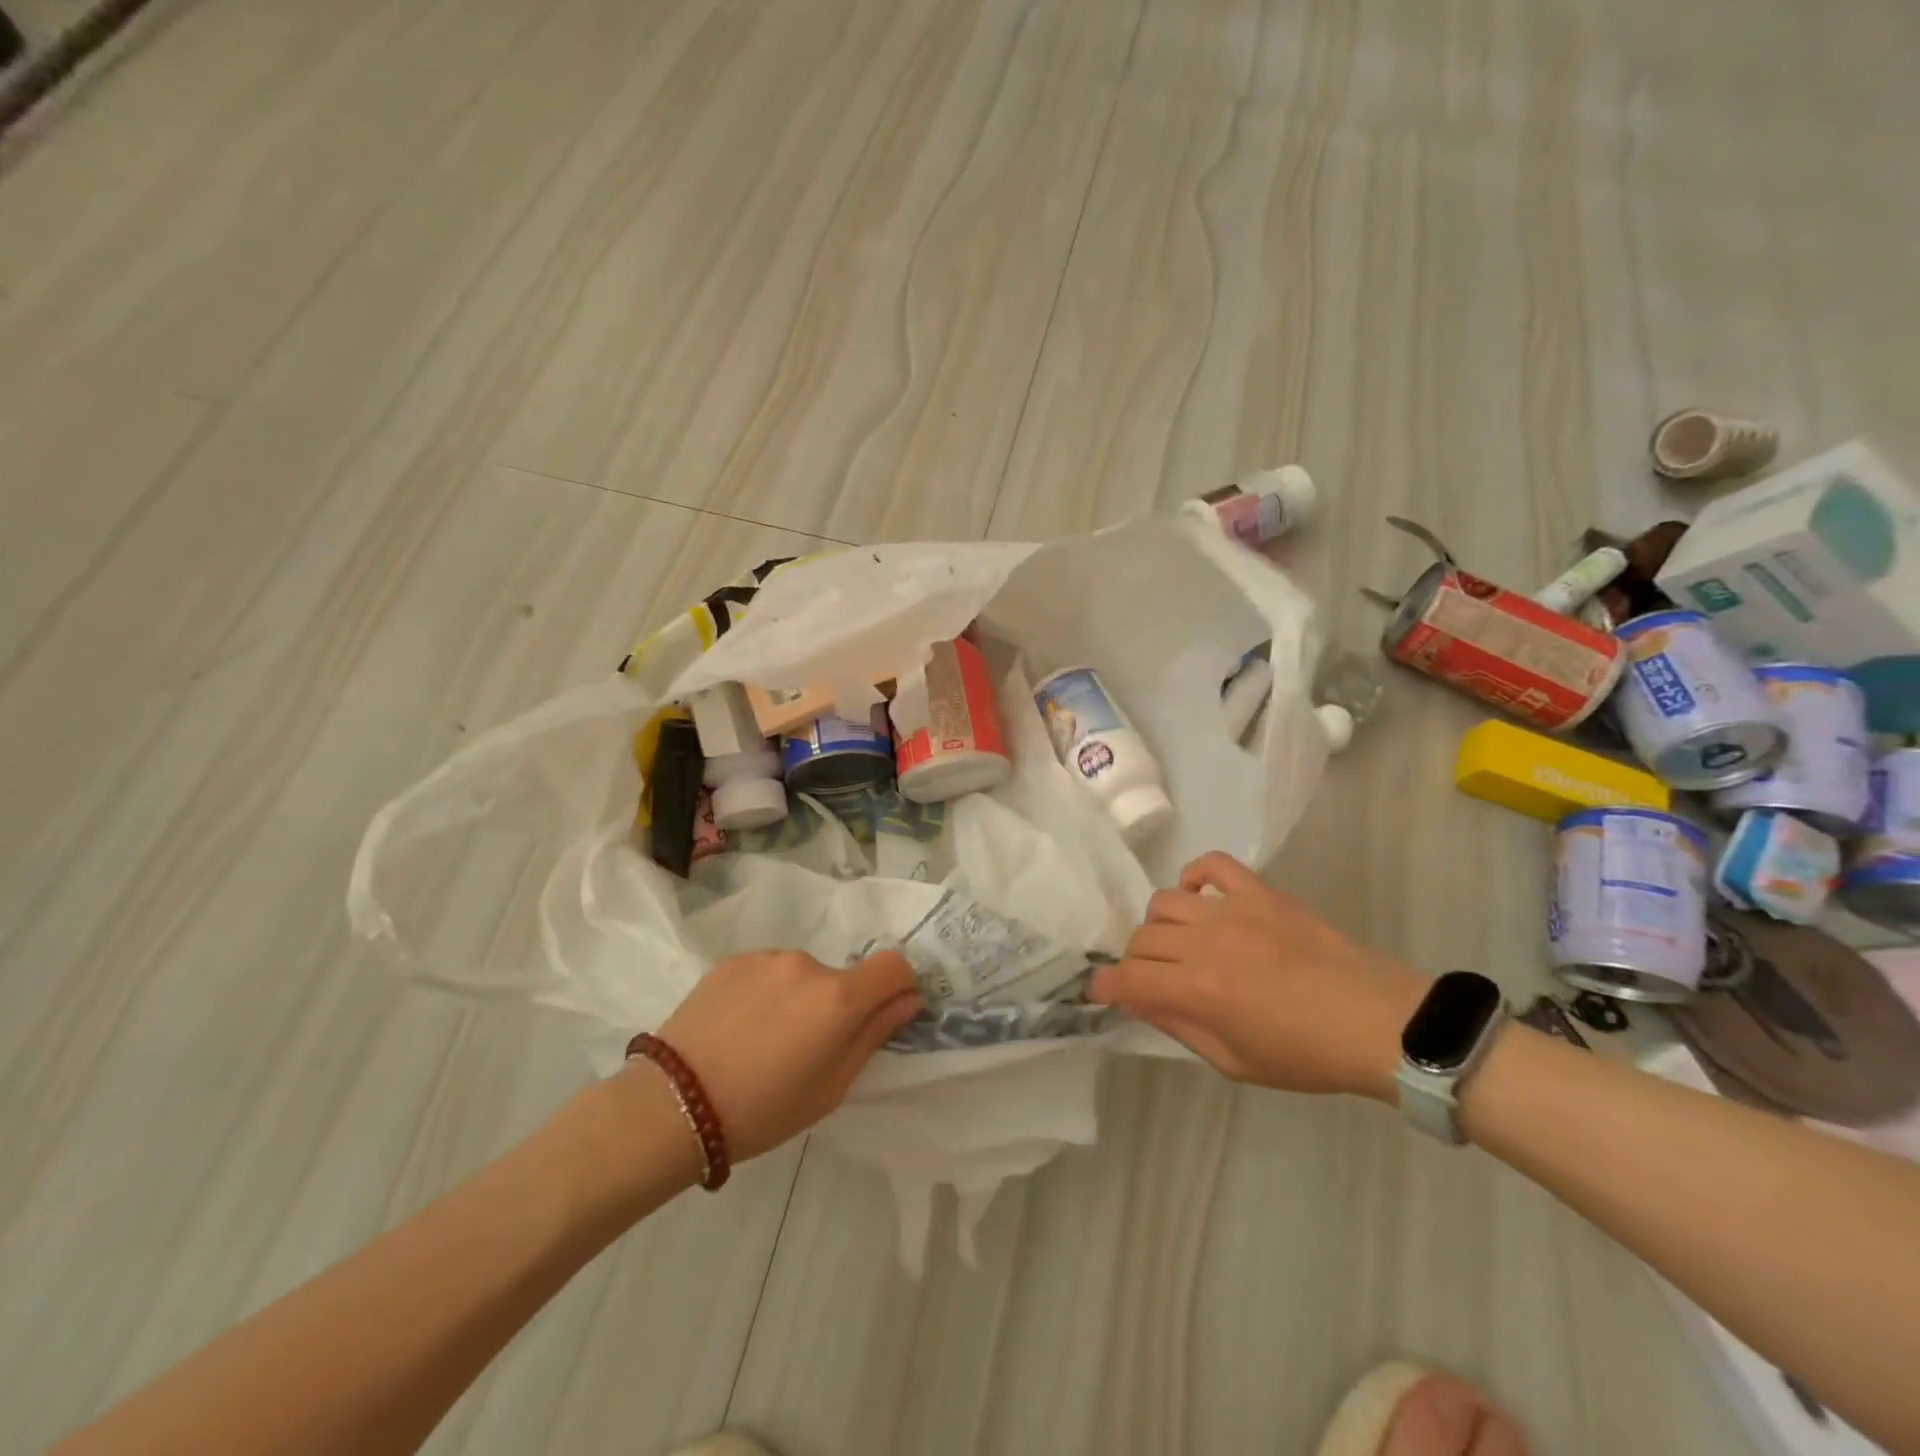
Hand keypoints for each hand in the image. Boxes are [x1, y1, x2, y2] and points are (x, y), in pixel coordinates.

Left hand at [644, 949, 920, 1161]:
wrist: (671, 1104)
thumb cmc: (762, 1109)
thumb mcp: (831, 1087)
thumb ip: (874, 1035)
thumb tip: (908, 999)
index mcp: (839, 997)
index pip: (894, 966)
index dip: (897, 987)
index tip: (881, 1014)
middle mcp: (808, 964)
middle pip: (842, 977)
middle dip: (835, 1006)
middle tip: (803, 1050)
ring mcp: (767, 958)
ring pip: (801, 974)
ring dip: (797, 998)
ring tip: (761, 1041)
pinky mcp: (732, 960)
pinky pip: (766, 972)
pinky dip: (764, 993)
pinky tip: (736, 1028)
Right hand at [1091, 852, 1424, 1101]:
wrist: (1378, 1022)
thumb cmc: (1306, 1055)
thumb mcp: (1235, 1062)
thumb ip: (1179, 1027)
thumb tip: (1139, 1001)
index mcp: (1198, 991)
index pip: (1128, 979)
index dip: (1105, 986)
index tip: (1102, 991)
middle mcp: (1205, 943)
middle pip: (1140, 939)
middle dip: (1134, 962)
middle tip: (1153, 978)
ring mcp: (1233, 911)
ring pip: (1165, 901)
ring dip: (1160, 926)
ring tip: (1180, 944)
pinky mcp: (1260, 892)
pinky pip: (1212, 864)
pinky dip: (1196, 876)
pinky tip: (1202, 899)